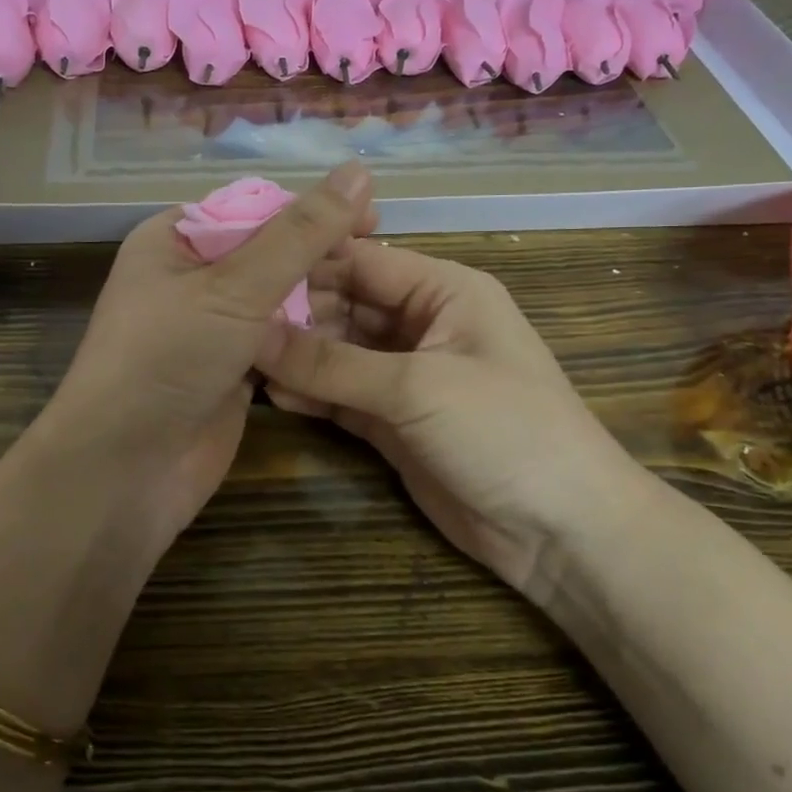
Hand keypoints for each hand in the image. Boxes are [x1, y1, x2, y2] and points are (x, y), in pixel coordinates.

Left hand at [30, 162, 376, 556]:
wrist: (124, 470)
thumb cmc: (168, 358)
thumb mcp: (235, 286)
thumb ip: (300, 233)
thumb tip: (358, 170)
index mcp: (175, 240)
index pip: (255, 206)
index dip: (312, 208)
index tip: (372, 215)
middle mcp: (191, 278)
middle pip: (269, 252)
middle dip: (320, 254)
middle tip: (382, 258)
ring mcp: (210, 328)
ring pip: (277, 299)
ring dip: (321, 297)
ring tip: (379, 293)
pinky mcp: (230, 371)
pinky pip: (278, 341)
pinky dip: (309, 337)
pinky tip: (354, 334)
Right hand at [256, 240, 644, 597]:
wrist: (560, 531)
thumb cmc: (504, 430)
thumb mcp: (417, 387)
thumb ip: (332, 363)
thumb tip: (253, 333)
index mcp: (444, 290)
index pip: (362, 261)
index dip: (305, 263)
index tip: (244, 270)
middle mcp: (422, 323)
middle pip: (345, 304)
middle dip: (295, 314)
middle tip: (231, 322)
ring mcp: (407, 375)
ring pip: (339, 352)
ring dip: (297, 356)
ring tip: (239, 356)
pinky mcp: (394, 421)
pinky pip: (342, 395)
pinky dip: (312, 393)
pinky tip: (270, 393)